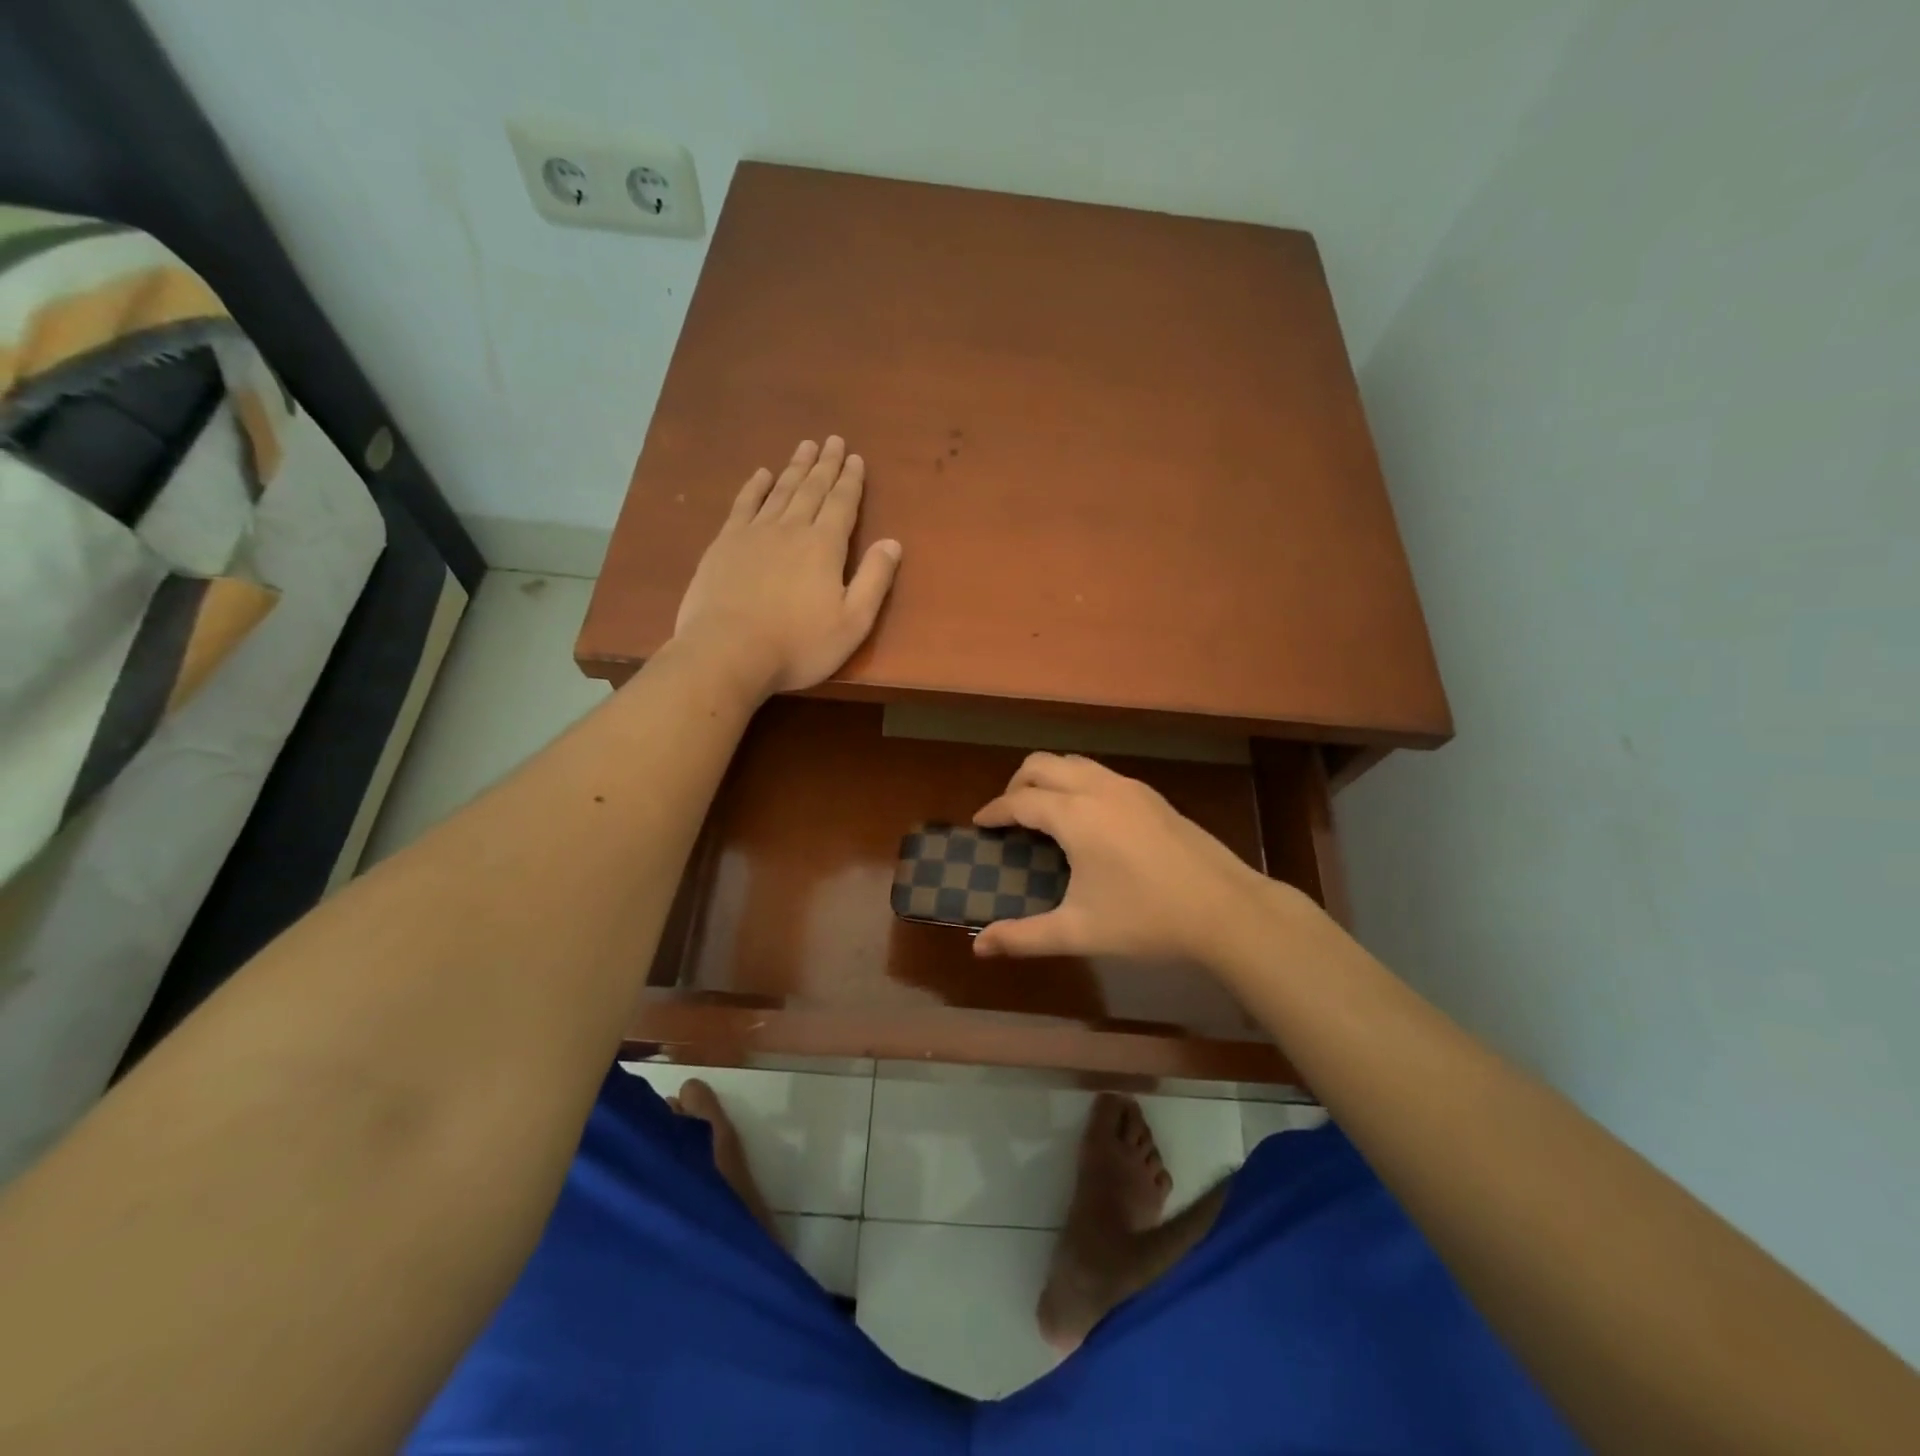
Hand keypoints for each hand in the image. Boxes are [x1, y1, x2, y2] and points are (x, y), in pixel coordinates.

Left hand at [673, 437, 901, 697]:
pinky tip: (761, 474)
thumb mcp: (852, 622)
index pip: (842, 504)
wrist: (728, 651)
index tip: (855, 458)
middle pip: (812, 490)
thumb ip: (875, 580)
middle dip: (825, 465)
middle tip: (832, 440)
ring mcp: (754, 533)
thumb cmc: (798, 645)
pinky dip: (754, 487)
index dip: (851, 481)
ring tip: (805, 447)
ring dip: (795, 468)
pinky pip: (744, 505)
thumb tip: (893, 543)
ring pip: (780, 491)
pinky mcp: (724, 544)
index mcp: (825, 547)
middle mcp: (791, 529)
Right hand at [971, 752, 1298, 963]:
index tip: (980, 824)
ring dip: (1049, 778)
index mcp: (1076, 816)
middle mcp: (1099, 789)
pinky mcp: (1152, 796)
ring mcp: (1130, 788)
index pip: (1021, 801)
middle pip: (1043, 764)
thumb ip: (1024, 937)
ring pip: (1075, 763)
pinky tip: (1087, 820)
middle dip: (1017, 783)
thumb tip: (979, 947)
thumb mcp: (1080, 932)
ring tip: (1043, 813)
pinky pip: (1100, 774)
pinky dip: (1078, 783)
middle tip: (1009, 816)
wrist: (1226, 910)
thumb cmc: (1147, 920)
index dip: (995, 811)